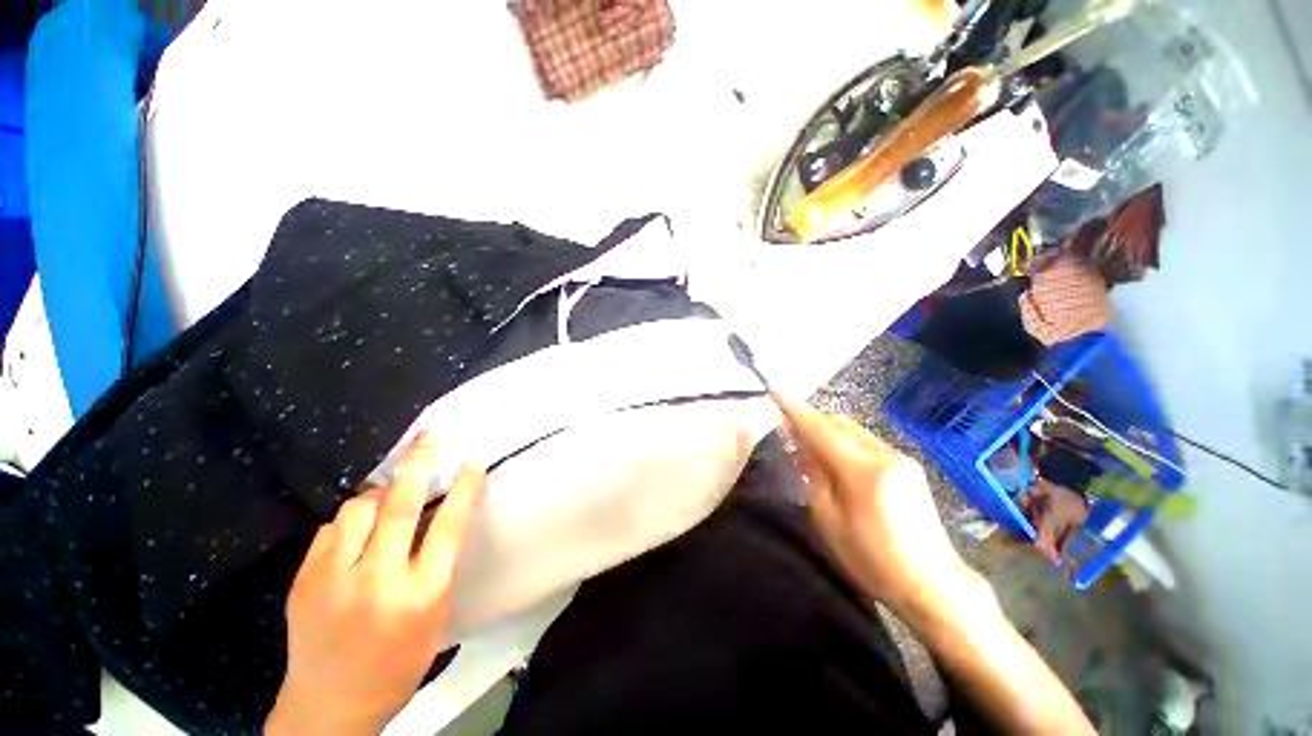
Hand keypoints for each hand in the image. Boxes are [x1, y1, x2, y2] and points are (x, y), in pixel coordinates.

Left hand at [266, 434, 484, 735]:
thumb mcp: (433, 616)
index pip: (449, 527)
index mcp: (420, 594)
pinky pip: (331, 530)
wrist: (329, 705)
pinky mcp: (303, 579)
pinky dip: (348, 523)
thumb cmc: (397, 662)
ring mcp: (333, 578)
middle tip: (428, 438)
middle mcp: (377, 580)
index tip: (473, 460)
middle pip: (400, 507)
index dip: (464, 488)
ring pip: (357, 510)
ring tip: (386, 497)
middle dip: (418, 466)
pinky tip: (355, 533)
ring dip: (377, 497)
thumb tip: (432, 517)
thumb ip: (435, 565)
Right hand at [775, 396, 1097, 733]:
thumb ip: (814, 476)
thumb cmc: (873, 560)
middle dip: (811, 421)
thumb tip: (802, 445)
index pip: (821, 430)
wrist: (932, 584)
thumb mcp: (830, 521)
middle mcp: (885, 455)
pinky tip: (837, 463)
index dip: (795, 410)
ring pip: (853, 430)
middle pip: (839, 422)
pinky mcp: (907, 466)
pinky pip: (866, 441)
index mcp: (864, 472)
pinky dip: (844, 442)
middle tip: (789, 433)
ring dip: (827, 432)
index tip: (775, 392)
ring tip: (811, 452)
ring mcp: (900, 458)